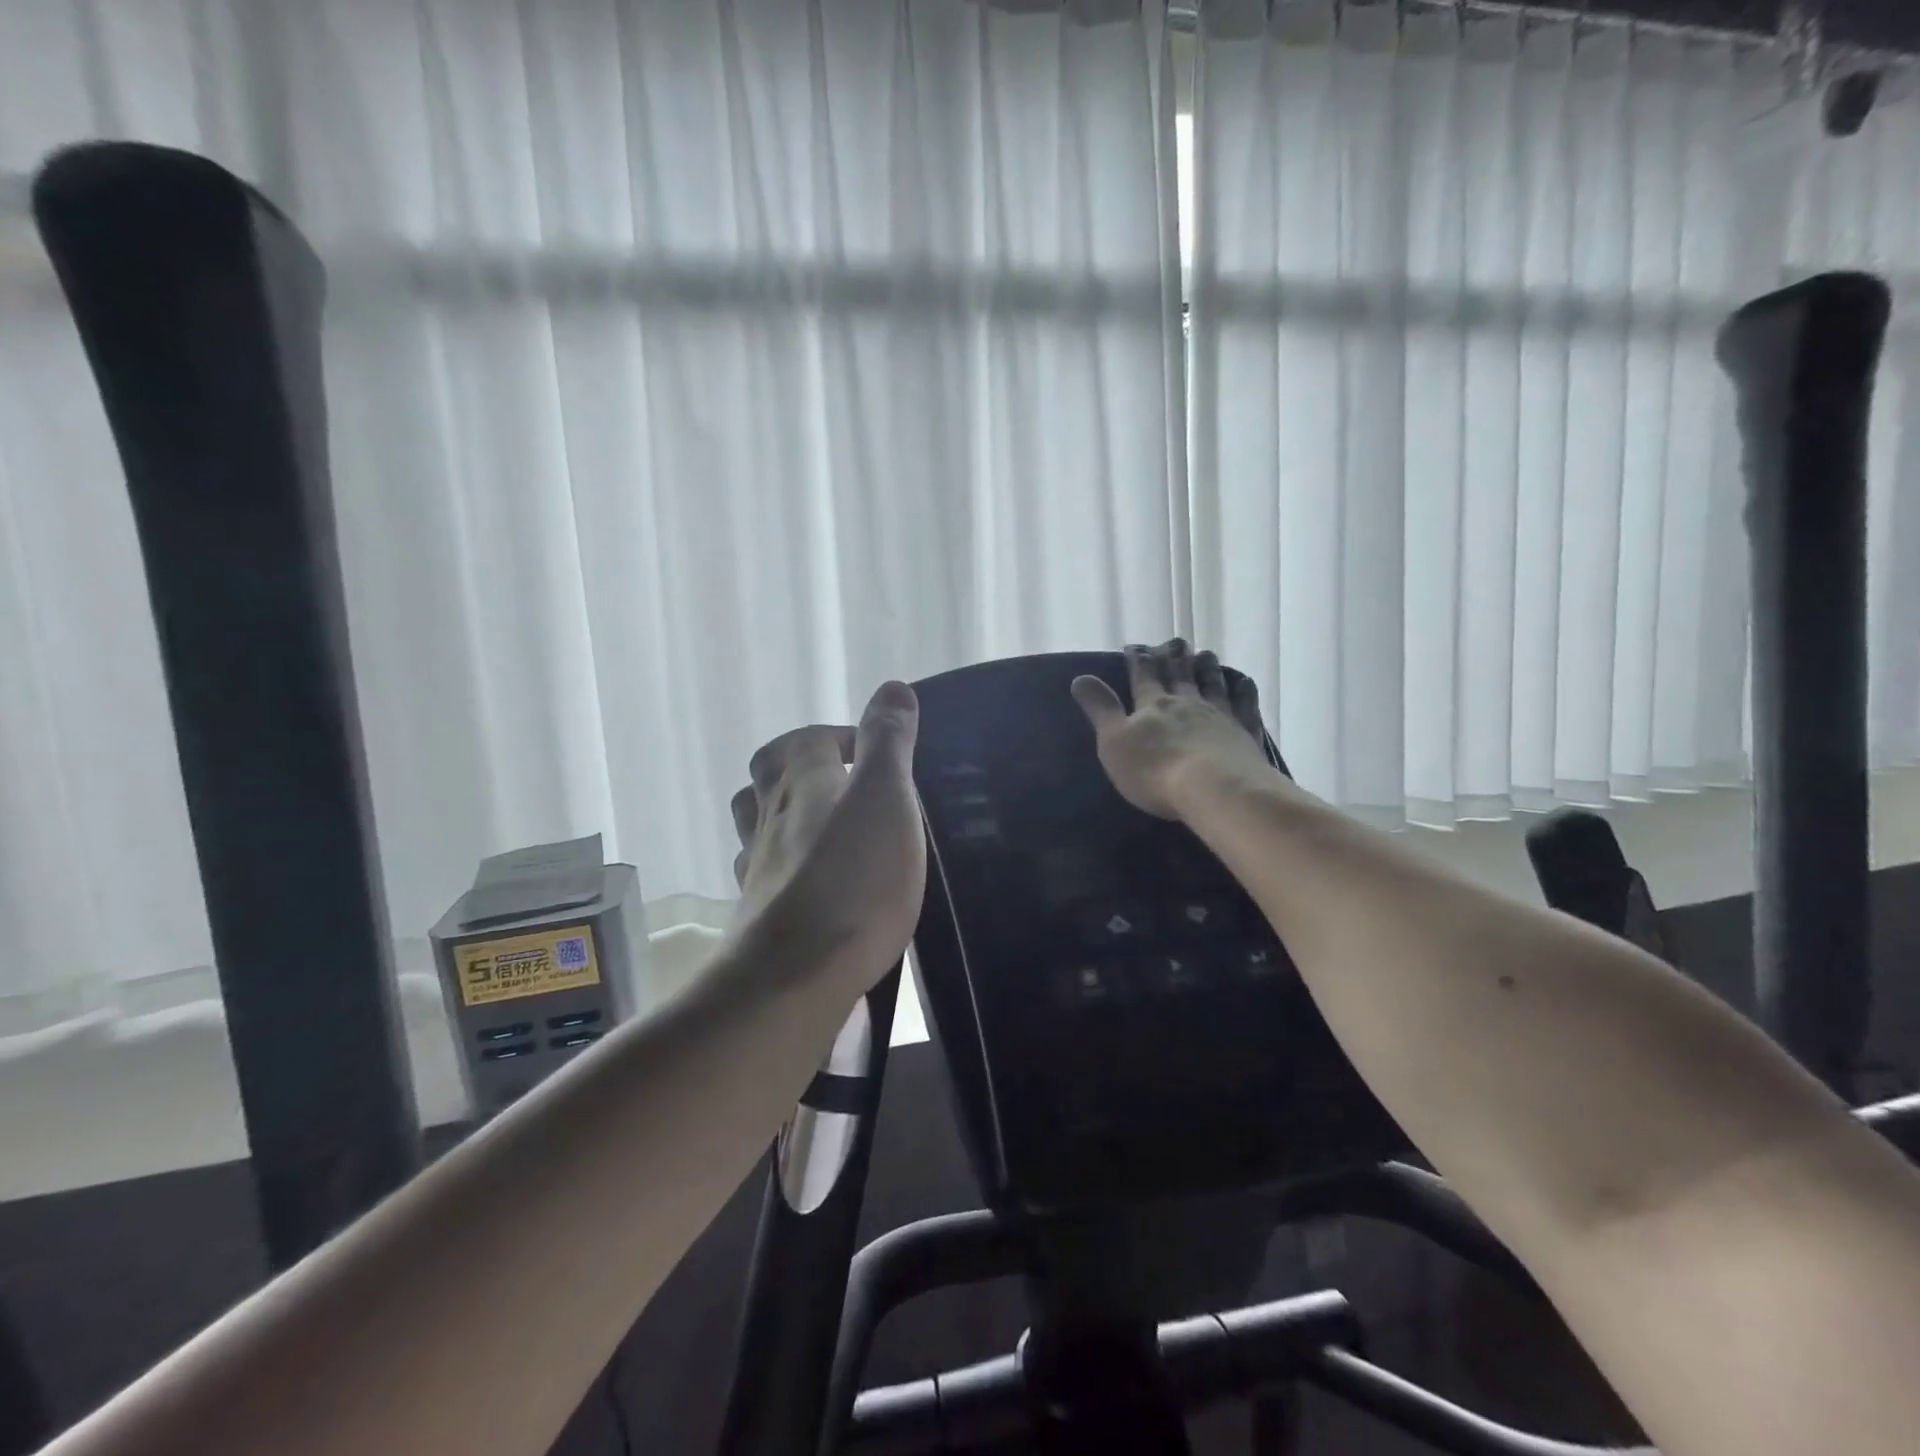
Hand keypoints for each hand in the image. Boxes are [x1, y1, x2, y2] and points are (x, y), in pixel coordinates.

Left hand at [729, 681, 927, 987]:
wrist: (795, 974)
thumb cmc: (854, 877)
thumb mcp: (886, 797)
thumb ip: (889, 741)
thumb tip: (893, 687)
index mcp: (803, 781)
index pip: (808, 737)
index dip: (840, 734)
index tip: (875, 752)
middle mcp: (771, 815)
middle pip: (768, 772)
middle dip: (799, 763)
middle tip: (843, 780)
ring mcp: (758, 865)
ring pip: (756, 820)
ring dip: (783, 809)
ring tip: (823, 823)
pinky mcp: (758, 911)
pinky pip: (763, 870)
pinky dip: (783, 861)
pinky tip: (808, 879)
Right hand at [1071, 640, 1273, 819]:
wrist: (1215, 789)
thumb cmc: (1155, 771)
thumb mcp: (1113, 742)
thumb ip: (1100, 709)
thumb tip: (1080, 677)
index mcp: (1153, 705)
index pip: (1143, 675)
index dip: (1138, 659)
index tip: (1135, 646)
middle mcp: (1187, 703)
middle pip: (1180, 674)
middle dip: (1175, 657)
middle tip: (1176, 642)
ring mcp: (1221, 716)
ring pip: (1213, 684)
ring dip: (1207, 668)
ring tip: (1206, 655)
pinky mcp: (1246, 733)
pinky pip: (1245, 705)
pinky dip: (1244, 691)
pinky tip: (1244, 682)